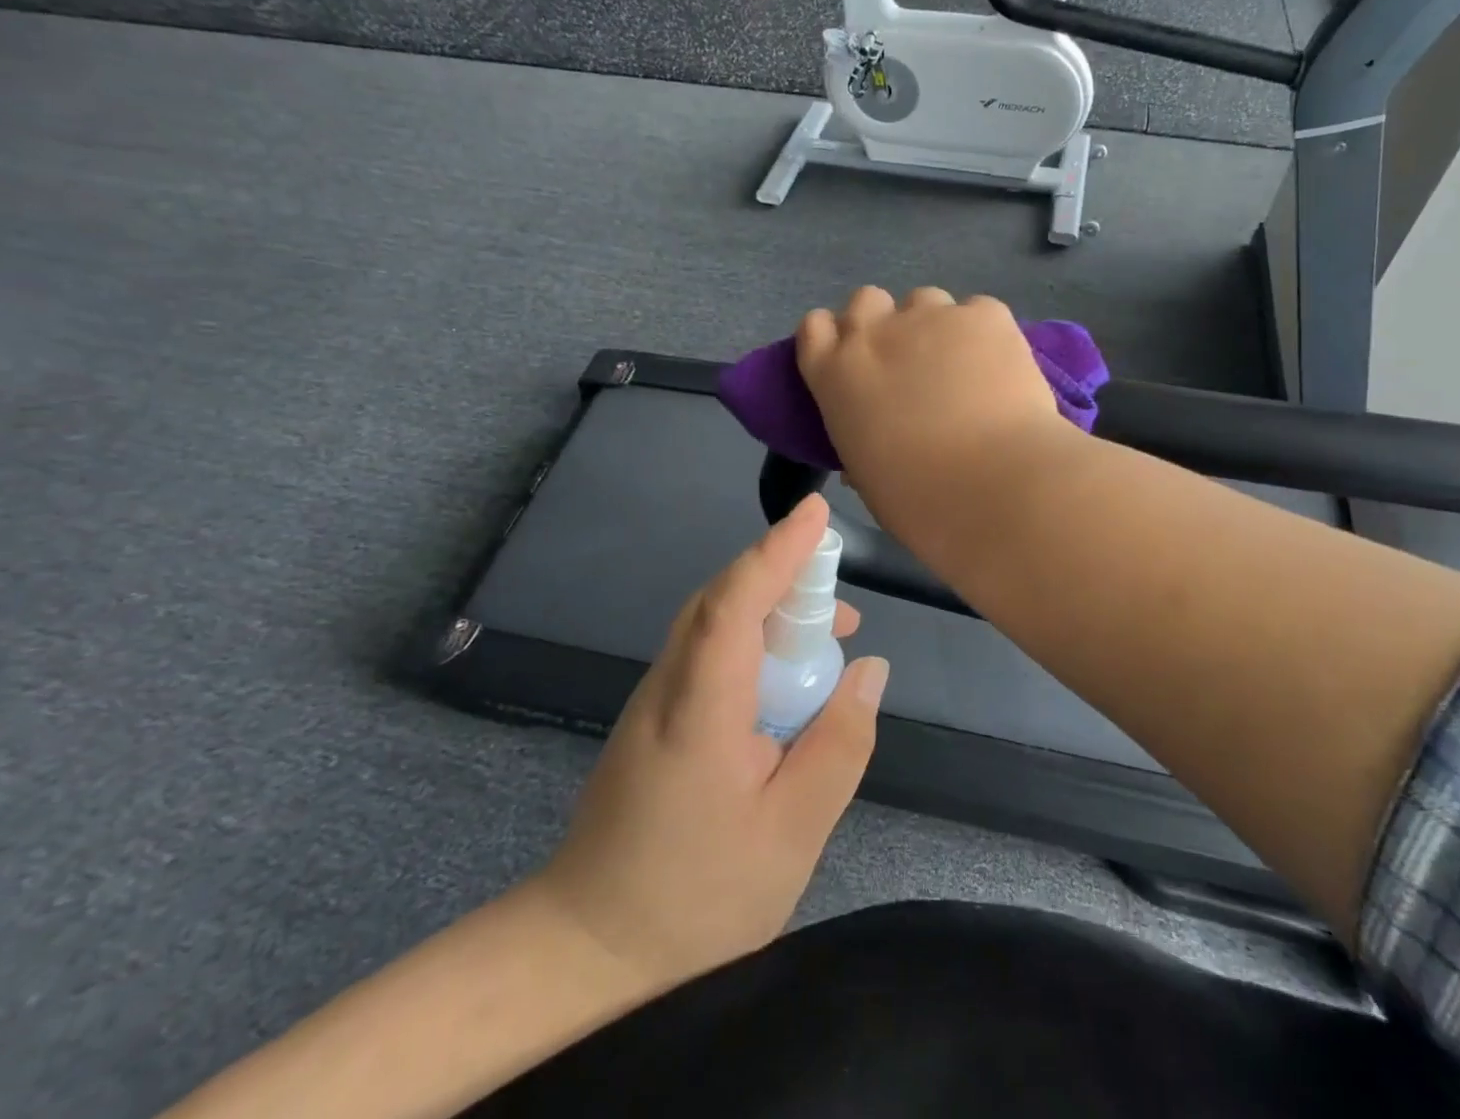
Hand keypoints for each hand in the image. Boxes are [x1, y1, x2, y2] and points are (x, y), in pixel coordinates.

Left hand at [540, 495, 887, 994]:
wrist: (590, 947)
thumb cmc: (698, 896)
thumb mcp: (793, 832)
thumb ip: (839, 743)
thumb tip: (869, 668)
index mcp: (699, 708)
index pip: (736, 602)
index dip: (778, 550)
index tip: (817, 512)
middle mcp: (668, 684)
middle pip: (722, 599)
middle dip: (782, 573)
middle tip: (842, 597)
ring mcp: (654, 697)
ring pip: (712, 620)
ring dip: (770, 606)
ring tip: (828, 633)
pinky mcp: (654, 713)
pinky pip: (707, 648)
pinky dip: (751, 636)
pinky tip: (785, 674)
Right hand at [797, 286, 1063, 528]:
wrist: (996, 486)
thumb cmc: (919, 500)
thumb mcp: (868, 475)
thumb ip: (862, 441)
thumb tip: (874, 440)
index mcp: (836, 373)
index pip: (815, 327)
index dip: (835, 339)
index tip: (853, 361)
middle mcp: (877, 331)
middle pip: (866, 300)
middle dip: (883, 323)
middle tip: (908, 363)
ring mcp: (933, 316)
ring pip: (925, 300)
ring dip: (934, 326)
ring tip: (961, 367)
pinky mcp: (986, 315)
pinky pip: (978, 311)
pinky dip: (984, 334)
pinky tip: (1000, 368)